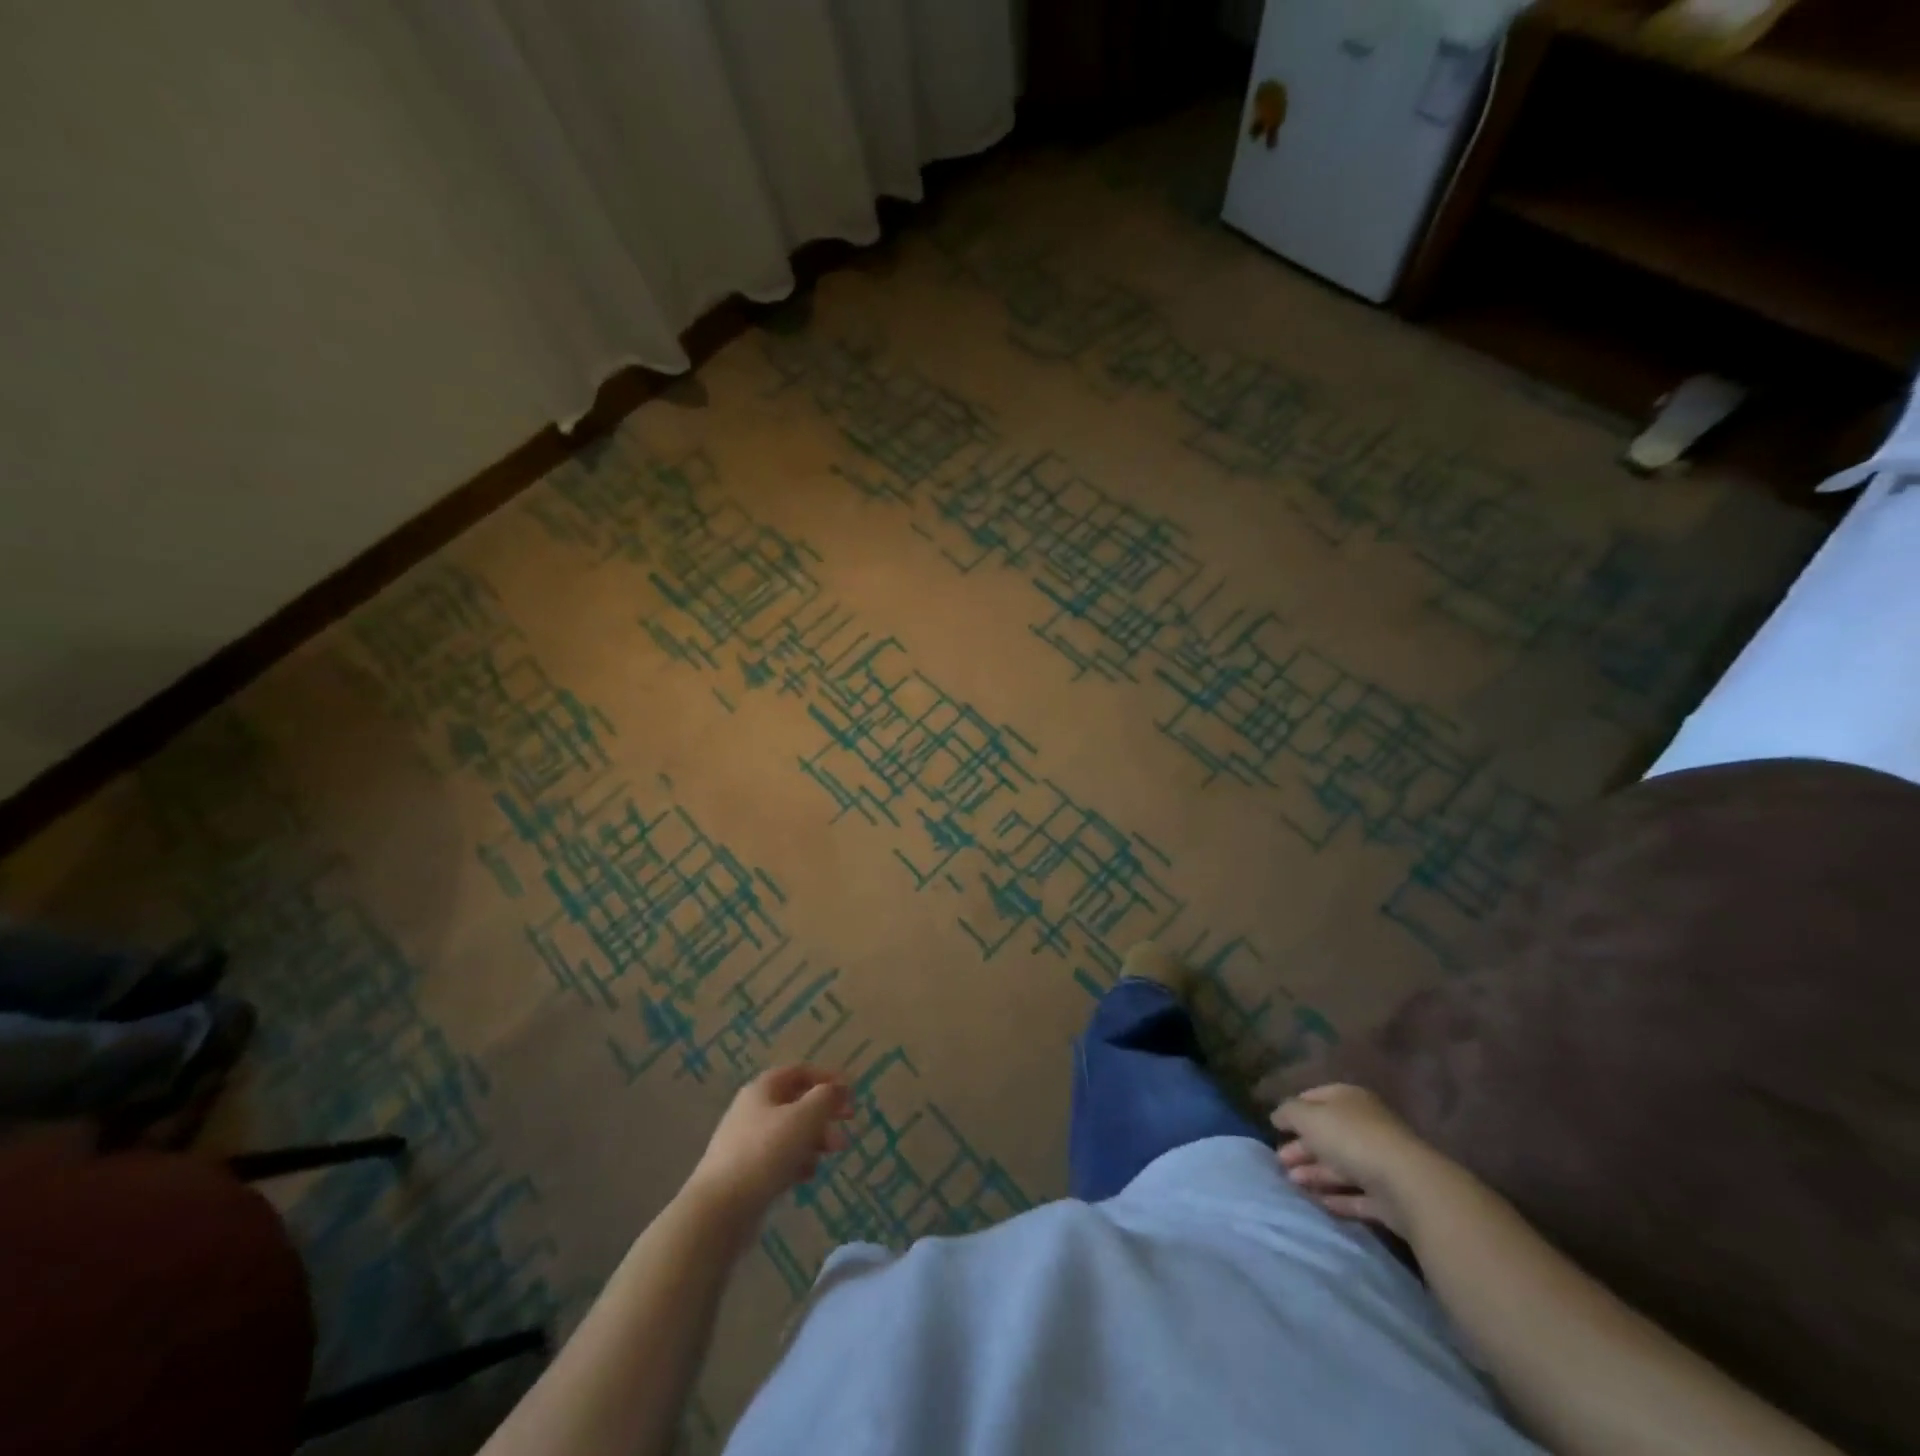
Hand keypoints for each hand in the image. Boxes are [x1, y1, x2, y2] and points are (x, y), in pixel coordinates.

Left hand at [685, 1065, 854, 1226]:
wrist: (719, 1210)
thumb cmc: (765, 1153)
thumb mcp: (804, 1118)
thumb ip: (826, 1098)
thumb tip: (839, 1088)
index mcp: (763, 1089)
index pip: (800, 1072)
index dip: (827, 1078)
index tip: (850, 1094)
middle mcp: (753, 1110)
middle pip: (796, 1103)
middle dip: (825, 1113)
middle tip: (849, 1125)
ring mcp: (746, 1142)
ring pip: (790, 1132)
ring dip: (815, 1139)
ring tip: (832, 1154)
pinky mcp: (746, 1173)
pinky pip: (779, 1159)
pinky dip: (798, 1162)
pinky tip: (808, 1176)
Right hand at [1271, 1083, 1434, 1236]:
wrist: (1407, 1185)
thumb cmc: (1351, 1138)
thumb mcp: (1308, 1116)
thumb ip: (1289, 1112)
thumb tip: (1278, 1116)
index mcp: (1349, 1100)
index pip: (1316, 1098)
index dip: (1295, 1110)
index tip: (1276, 1127)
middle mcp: (1366, 1126)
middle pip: (1328, 1135)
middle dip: (1302, 1148)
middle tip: (1279, 1162)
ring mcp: (1381, 1162)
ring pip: (1341, 1166)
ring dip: (1315, 1174)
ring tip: (1292, 1184)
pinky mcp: (1390, 1197)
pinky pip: (1358, 1195)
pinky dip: (1338, 1198)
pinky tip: (1319, 1203)